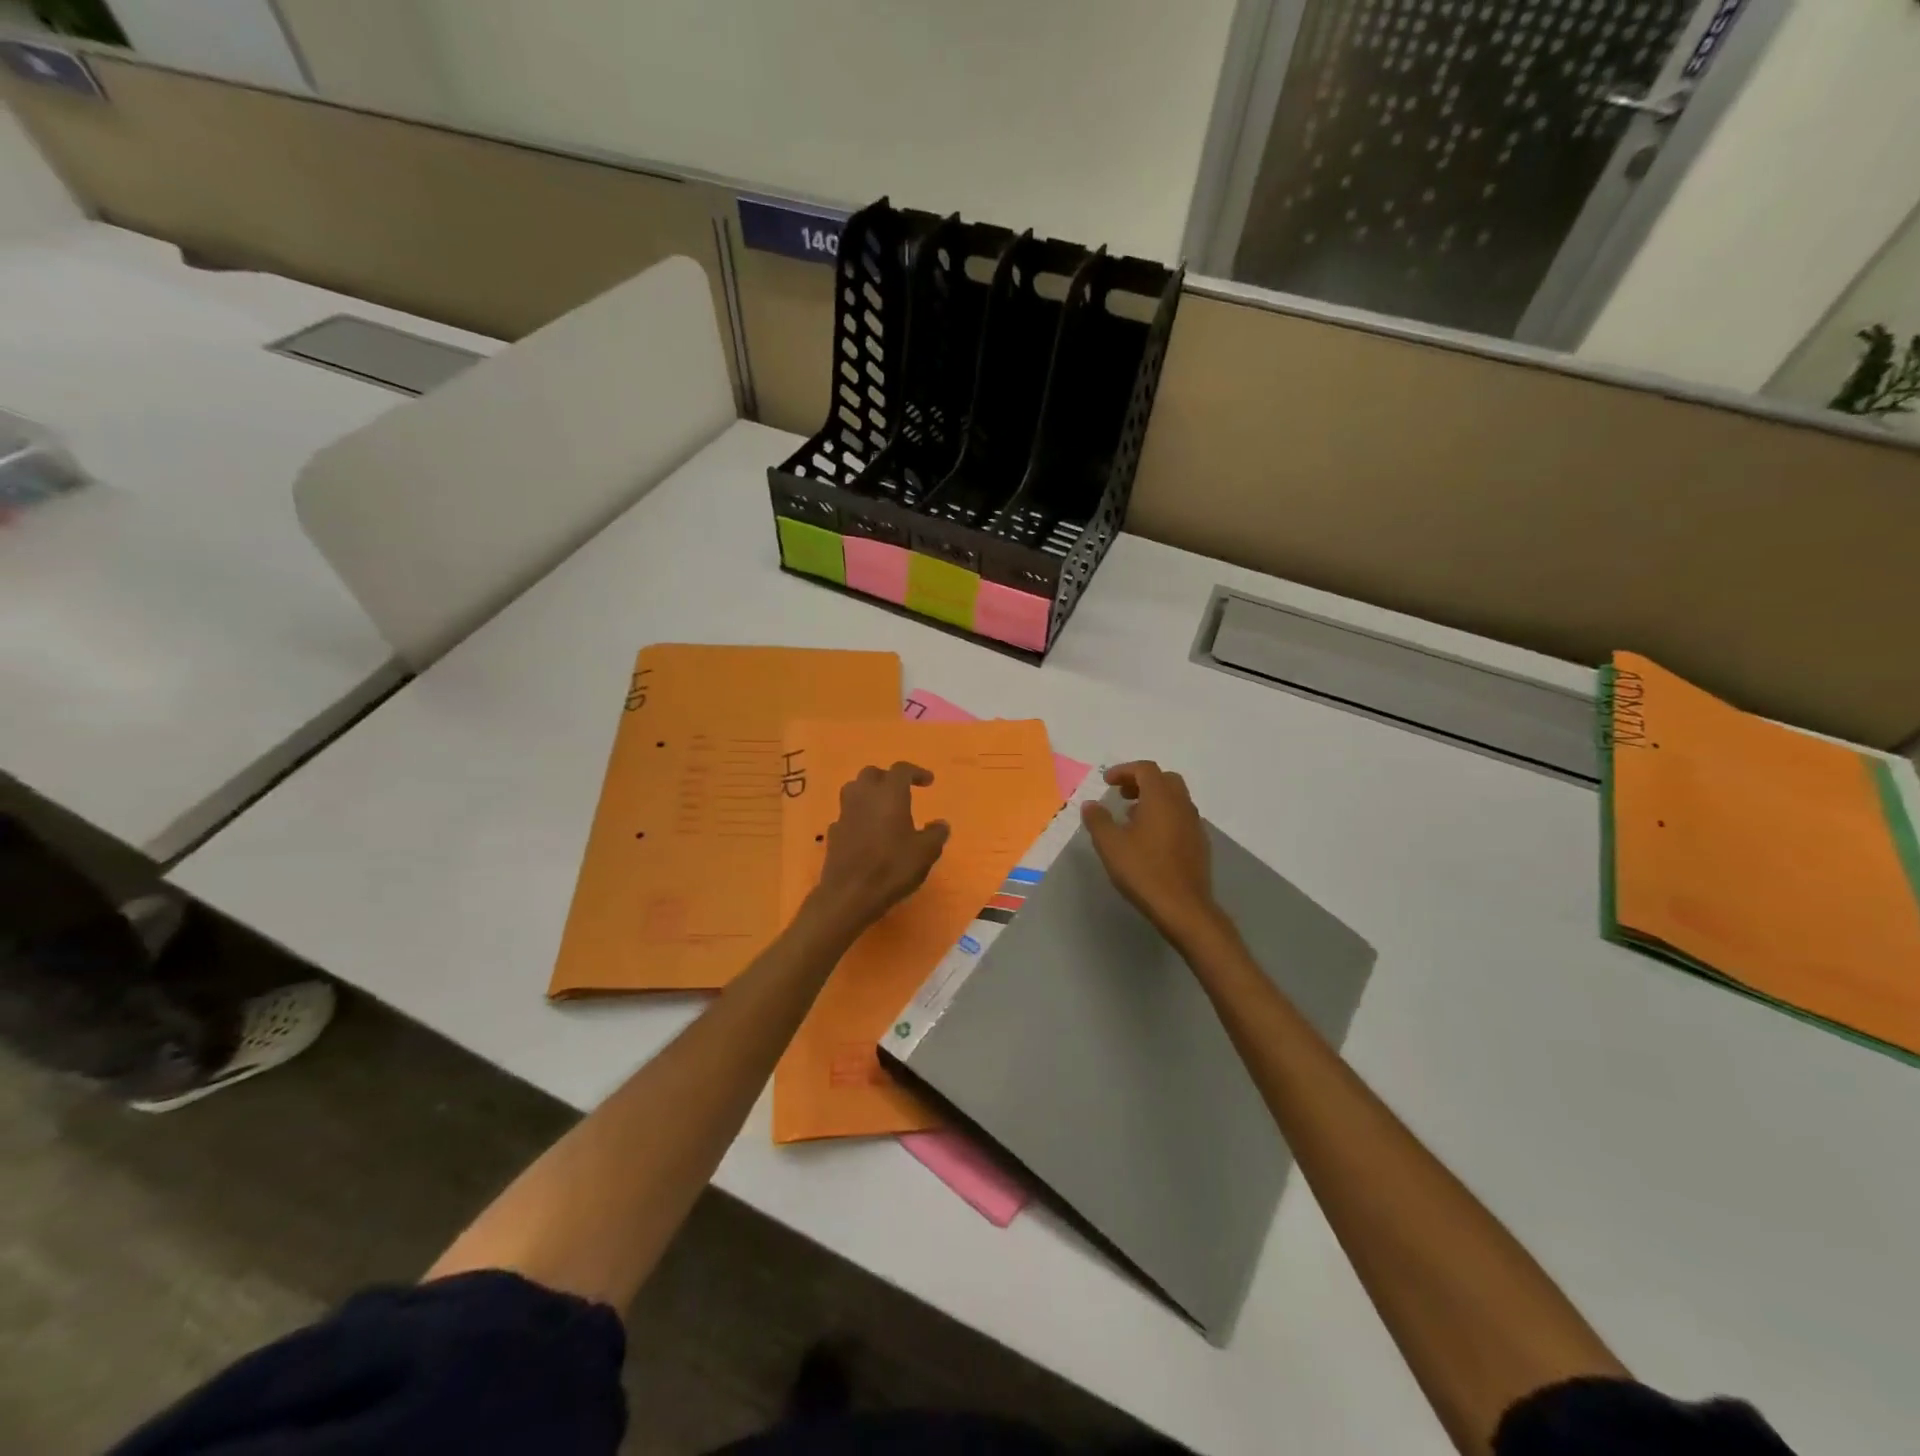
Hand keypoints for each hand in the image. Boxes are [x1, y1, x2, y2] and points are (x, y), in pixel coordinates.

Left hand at [810, 762, 949, 933]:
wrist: (850, 894)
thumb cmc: (892, 867)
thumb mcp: (926, 852)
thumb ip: (936, 834)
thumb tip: (941, 823)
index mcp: (889, 794)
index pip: (901, 770)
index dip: (916, 772)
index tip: (929, 782)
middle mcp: (864, 796)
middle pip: (872, 774)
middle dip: (887, 778)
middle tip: (901, 791)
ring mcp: (844, 814)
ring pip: (853, 790)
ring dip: (868, 793)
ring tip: (882, 809)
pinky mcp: (833, 833)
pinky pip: (846, 815)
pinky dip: (857, 817)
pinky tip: (866, 833)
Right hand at [1081, 761, 1223, 945]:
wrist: (1183, 908)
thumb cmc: (1144, 871)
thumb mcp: (1110, 844)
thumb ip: (1098, 820)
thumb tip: (1091, 804)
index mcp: (1161, 799)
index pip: (1145, 769)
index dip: (1124, 770)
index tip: (1106, 782)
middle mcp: (1182, 805)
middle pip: (1165, 779)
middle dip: (1141, 782)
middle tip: (1121, 795)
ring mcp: (1194, 825)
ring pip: (1175, 799)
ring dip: (1153, 800)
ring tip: (1131, 818)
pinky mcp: (1199, 844)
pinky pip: (1181, 818)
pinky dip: (1164, 817)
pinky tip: (1149, 840)